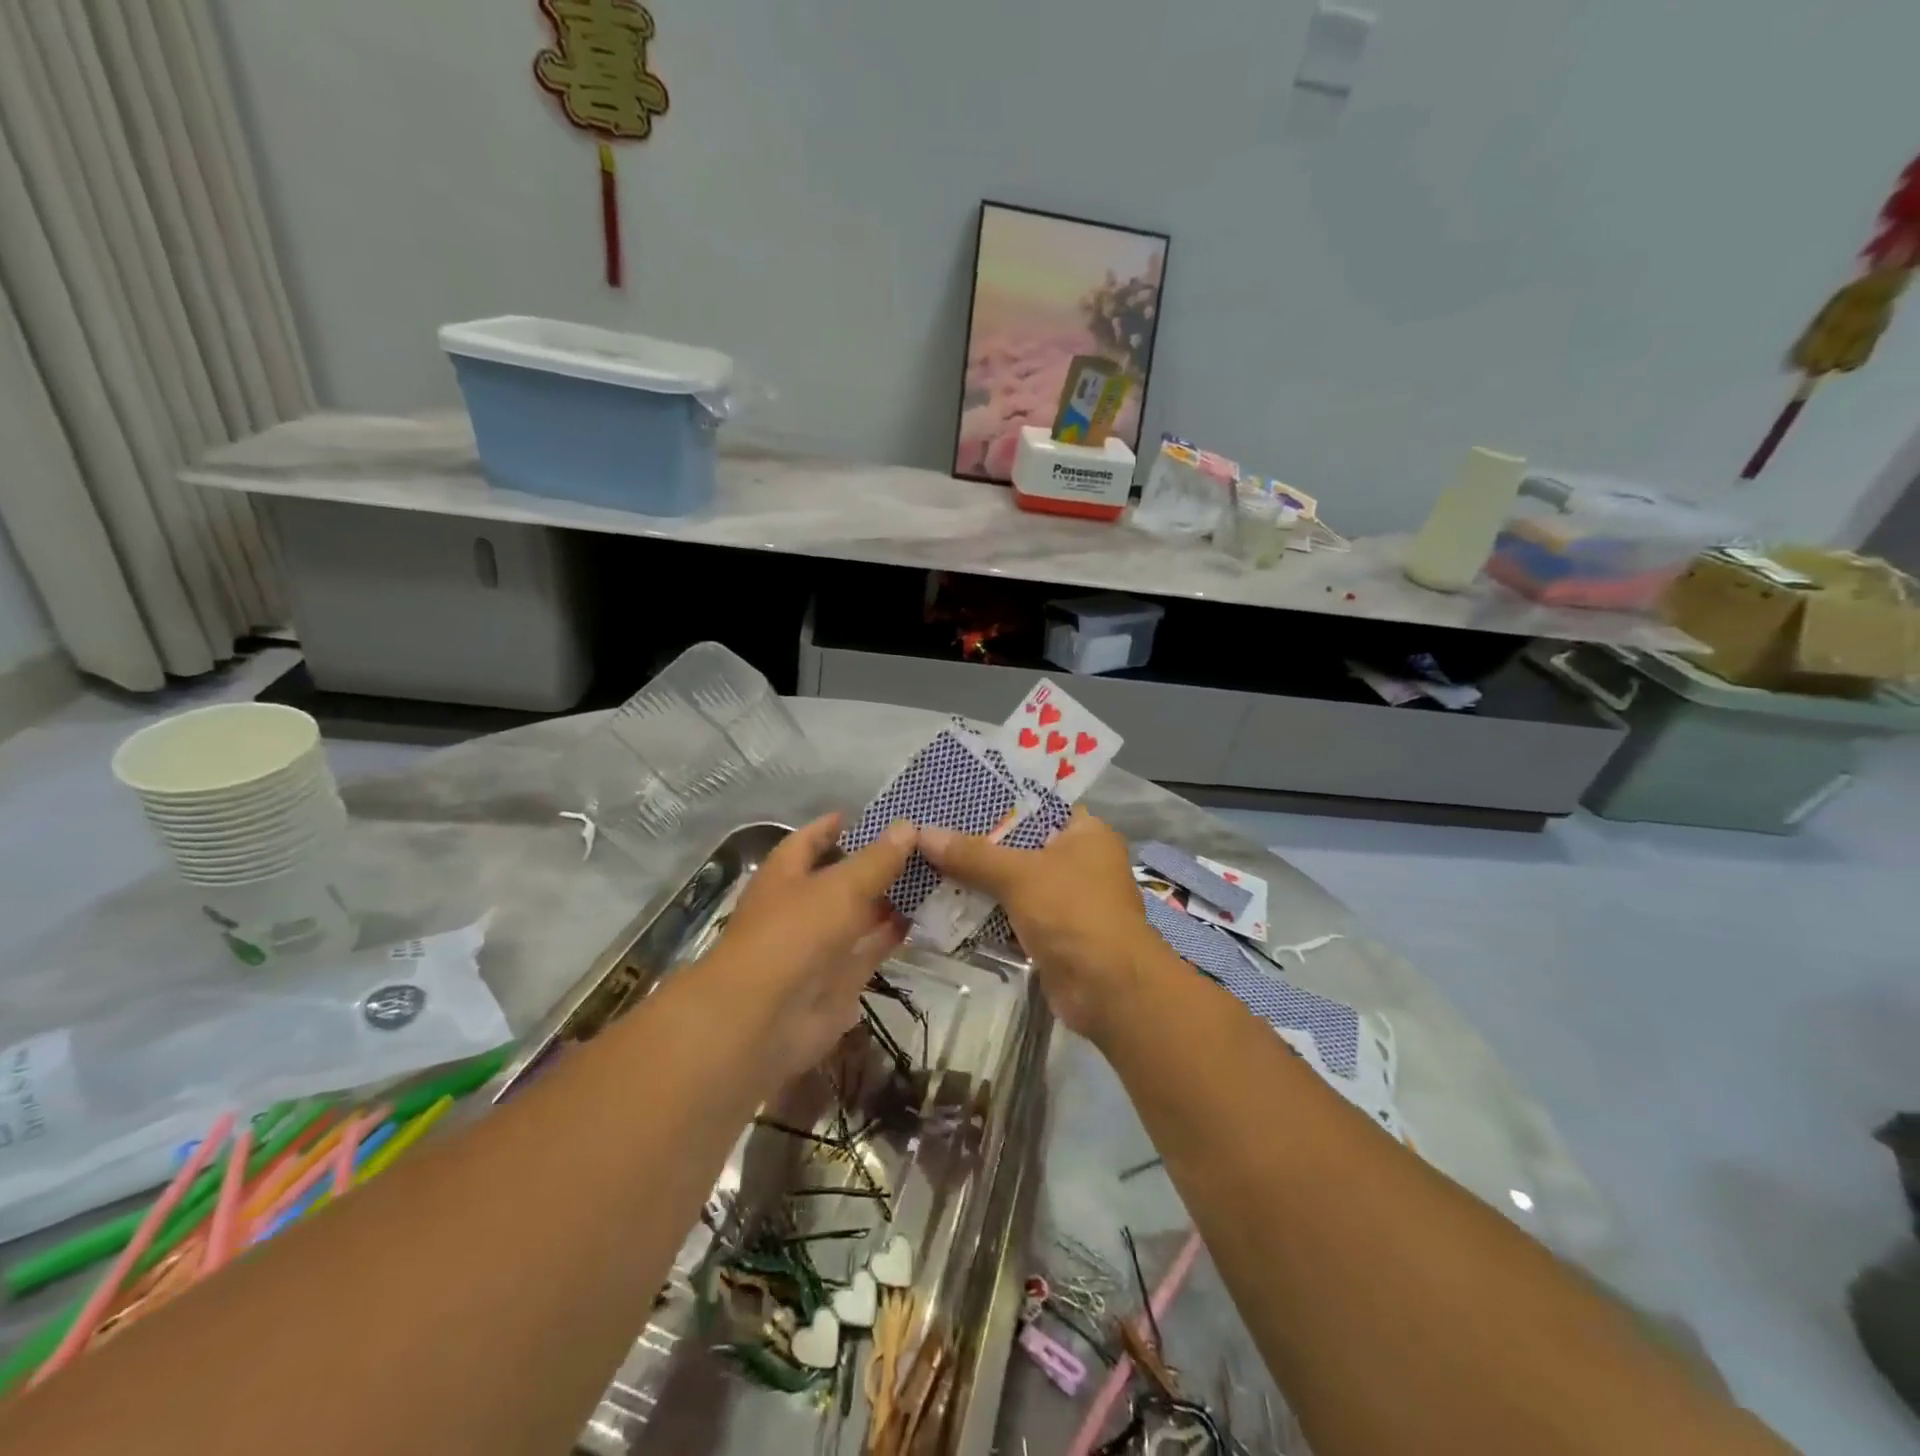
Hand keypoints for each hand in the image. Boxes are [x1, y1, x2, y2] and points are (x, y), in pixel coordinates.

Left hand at [703, 813, 915, 1084]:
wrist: (767, 1019)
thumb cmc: (795, 933)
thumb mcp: (841, 886)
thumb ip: (877, 859)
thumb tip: (907, 826)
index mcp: (787, 872)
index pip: (814, 837)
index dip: (842, 825)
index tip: (882, 813)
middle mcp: (803, 903)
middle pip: (843, 875)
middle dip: (879, 861)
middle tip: (927, 843)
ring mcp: (822, 942)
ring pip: (861, 912)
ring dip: (892, 897)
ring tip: (937, 874)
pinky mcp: (842, 976)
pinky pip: (873, 947)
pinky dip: (896, 933)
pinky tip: (930, 915)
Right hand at [919, 810, 1163, 1042]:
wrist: (1108, 989)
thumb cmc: (1073, 912)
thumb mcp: (1019, 875)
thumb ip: (972, 854)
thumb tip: (922, 833)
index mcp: (1086, 832)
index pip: (1037, 806)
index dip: (997, 802)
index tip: (953, 800)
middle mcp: (1080, 861)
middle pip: (1021, 845)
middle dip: (979, 845)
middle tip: (932, 832)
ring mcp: (1067, 899)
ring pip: (1014, 881)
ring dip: (978, 881)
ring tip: (928, 864)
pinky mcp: (1053, 933)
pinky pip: (1013, 913)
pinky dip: (986, 912)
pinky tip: (946, 904)